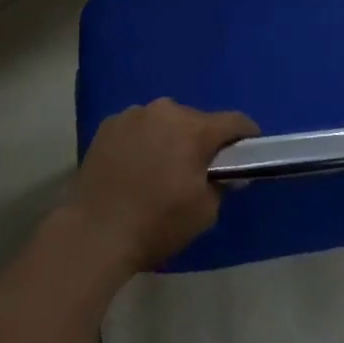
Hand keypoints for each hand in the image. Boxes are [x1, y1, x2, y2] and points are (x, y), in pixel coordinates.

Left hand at [63, 99, 258, 275]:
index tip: (249, 150)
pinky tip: (135, 166)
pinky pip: (138, 127)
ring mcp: (133, 114)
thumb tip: (227, 172)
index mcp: (194, 129)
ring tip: (161, 168)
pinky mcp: (108, 124)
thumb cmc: (156, 223)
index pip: (234, 121)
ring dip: (170, 138)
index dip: (246, 135)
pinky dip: (143, 141)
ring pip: (165, 121)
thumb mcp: (204, 212)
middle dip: (202, 140)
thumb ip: (222, 185)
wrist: (93, 231)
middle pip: (197, 120)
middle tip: (198, 168)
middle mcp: (165, 110)